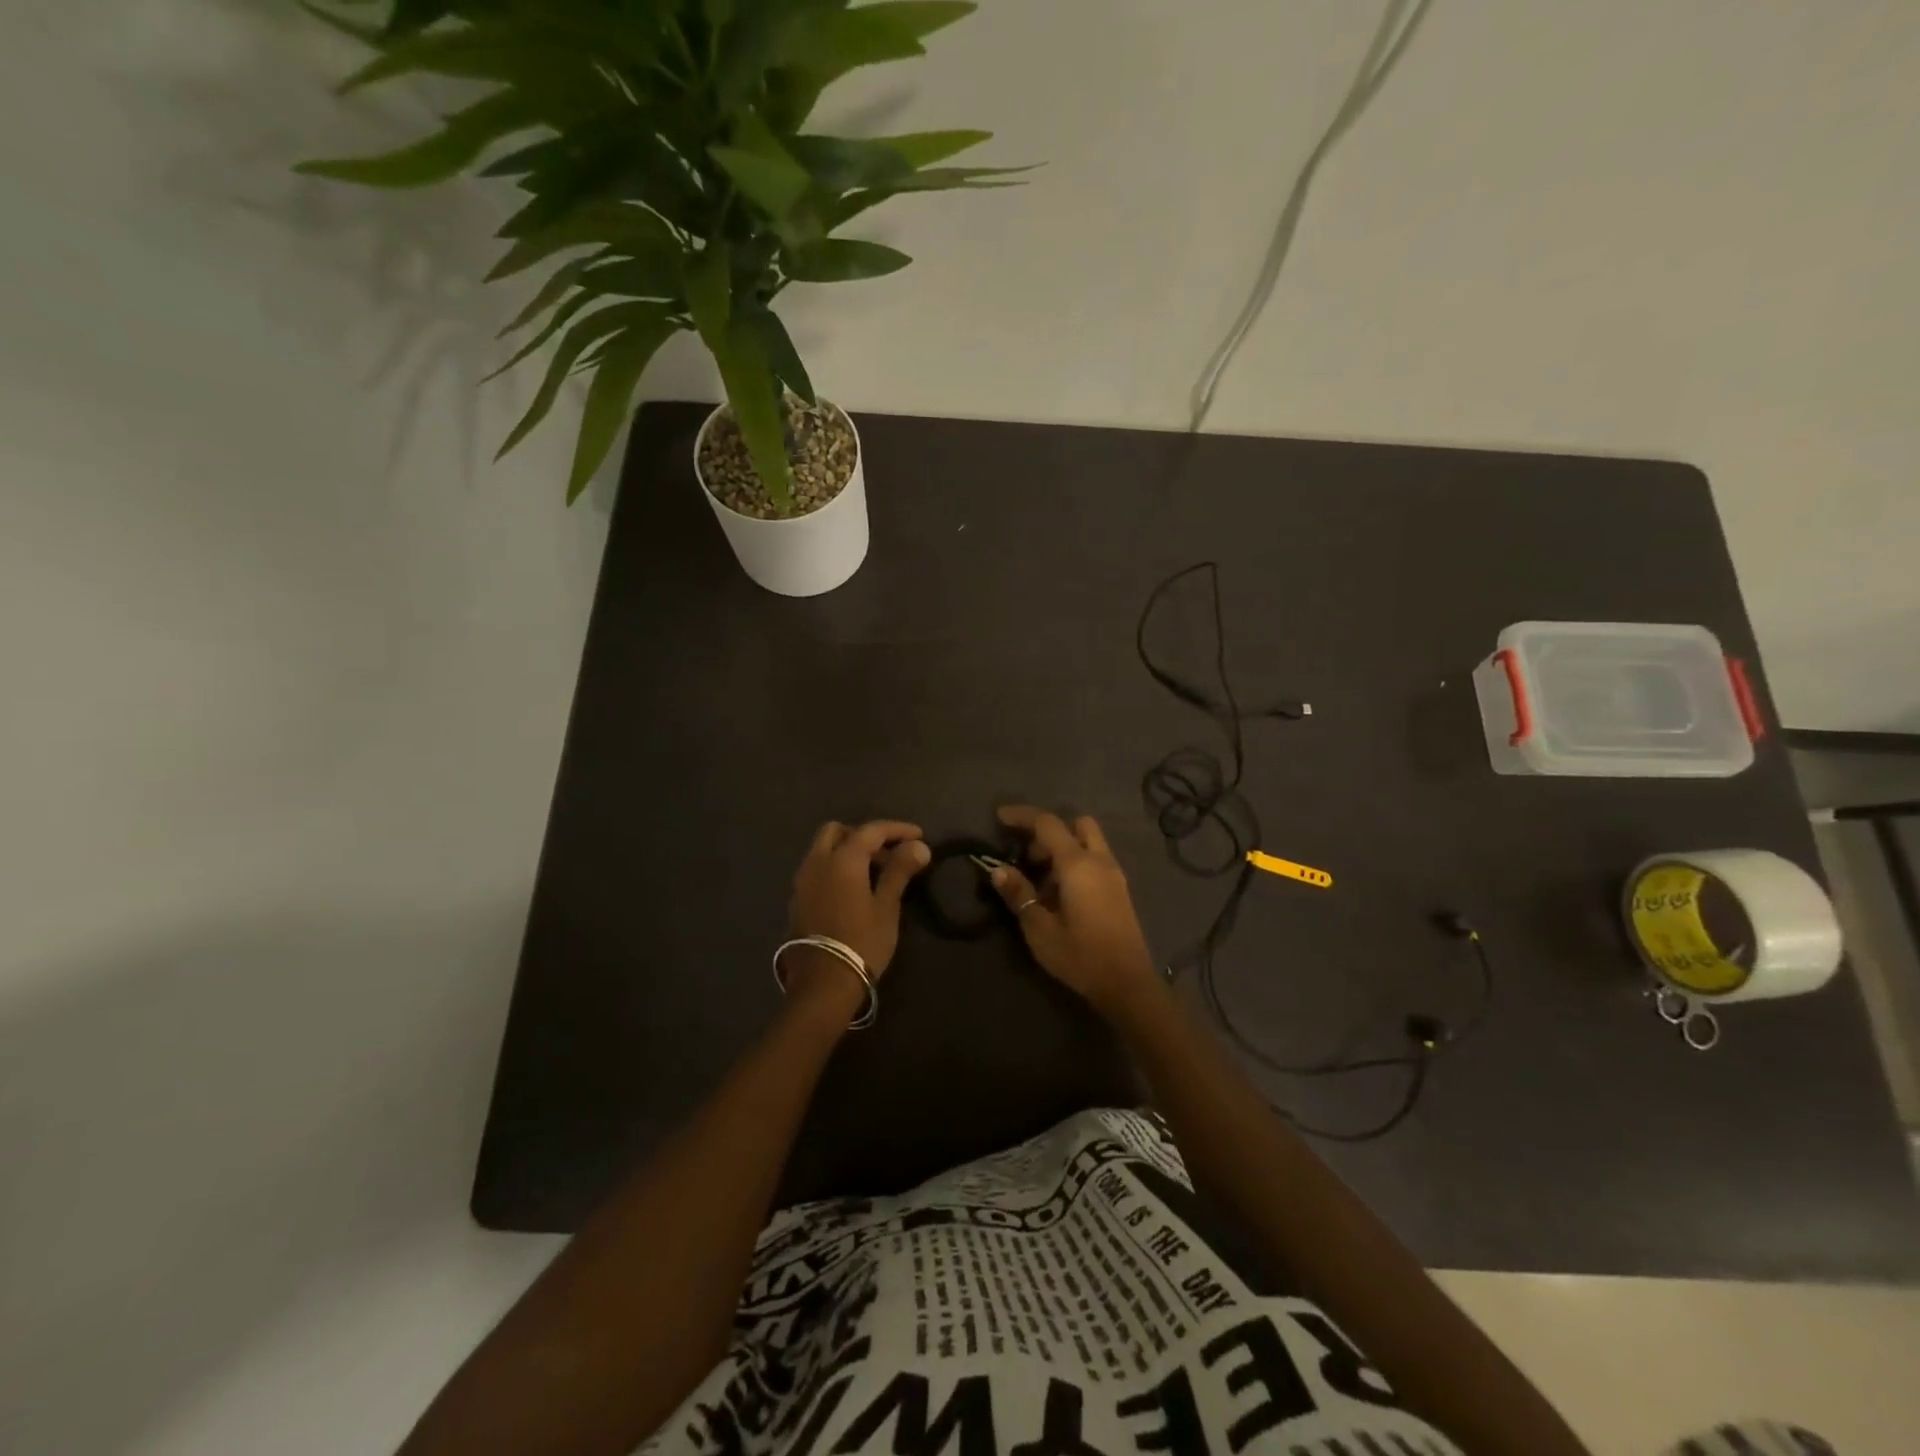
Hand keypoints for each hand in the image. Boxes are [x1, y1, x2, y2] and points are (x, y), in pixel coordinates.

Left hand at [785, 820, 929, 1005]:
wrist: (822, 984)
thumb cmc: (862, 942)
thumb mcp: (886, 906)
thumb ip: (900, 871)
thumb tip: (919, 846)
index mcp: (842, 859)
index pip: (871, 830)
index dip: (897, 829)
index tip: (919, 835)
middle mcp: (817, 862)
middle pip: (837, 831)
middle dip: (863, 835)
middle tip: (887, 852)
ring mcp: (802, 881)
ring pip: (823, 850)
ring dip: (847, 851)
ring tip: (873, 872)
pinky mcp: (797, 900)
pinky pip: (817, 869)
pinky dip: (835, 868)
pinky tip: (853, 890)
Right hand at [988, 806, 1162, 1018]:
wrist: (1127, 984)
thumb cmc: (1080, 955)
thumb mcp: (1039, 928)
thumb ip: (1019, 894)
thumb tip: (998, 869)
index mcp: (1078, 864)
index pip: (1047, 824)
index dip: (1022, 816)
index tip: (999, 818)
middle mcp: (1099, 860)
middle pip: (1076, 824)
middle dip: (1048, 831)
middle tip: (1027, 857)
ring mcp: (1114, 874)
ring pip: (1089, 841)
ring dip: (1063, 847)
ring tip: (1041, 879)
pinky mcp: (1120, 890)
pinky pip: (1096, 859)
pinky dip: (1076, 861)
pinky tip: (1061, 893)